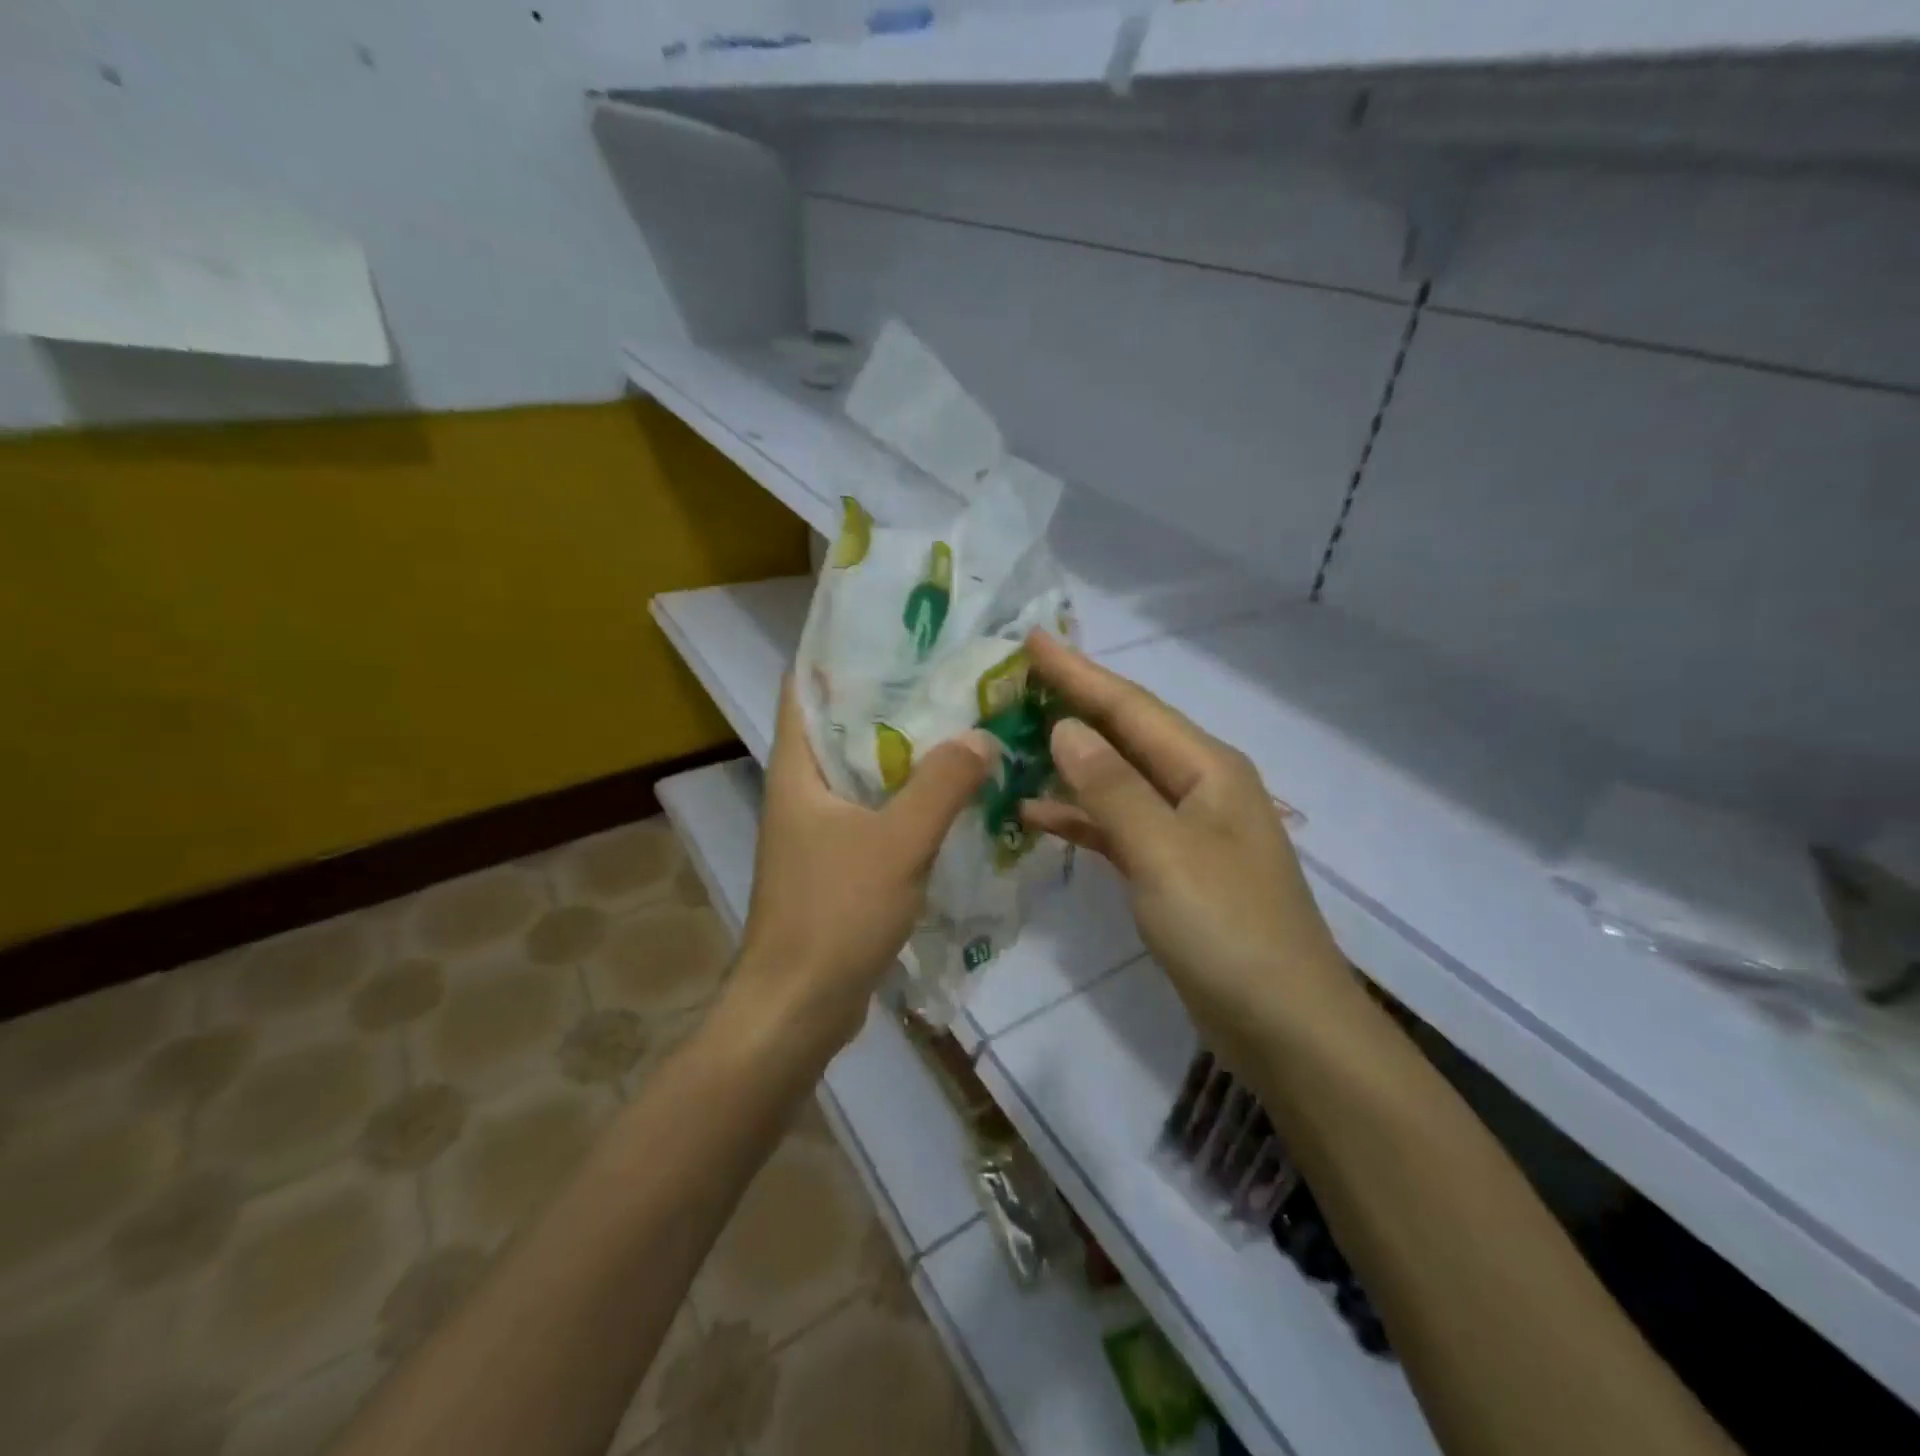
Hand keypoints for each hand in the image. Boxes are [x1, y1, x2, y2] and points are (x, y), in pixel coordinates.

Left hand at [734, 678, 993, 1053]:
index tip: (894, 632)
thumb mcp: (897, 842)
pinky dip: (906, 799)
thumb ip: (941, 785)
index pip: (804, 689)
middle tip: (947, 674)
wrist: (799, 1007)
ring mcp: (816, 830)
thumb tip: (981, 735)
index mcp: (796, 770)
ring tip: (958, 722)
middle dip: (889, 700)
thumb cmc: (834, 913)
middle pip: (842, 728)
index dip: (839, 654)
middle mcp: (800, 791)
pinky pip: (874, 813)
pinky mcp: (836, 864)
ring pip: (863, 773)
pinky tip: (951, 794)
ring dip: (904, 753)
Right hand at [1020, 631, 1352, 1056]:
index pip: (1131, 707)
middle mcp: (1199, 787)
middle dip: (1073, 705)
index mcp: (1207, 769)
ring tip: (1012, 740)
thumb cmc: (1228, 930)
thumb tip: (1066, 728)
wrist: (1285, 1027)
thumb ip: (1112, 788)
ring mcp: (1185, 831)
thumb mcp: (1164, 852)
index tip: (1031, 640)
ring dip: (1069, 762)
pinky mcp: (1171, 870)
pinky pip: (1117, 826)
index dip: (1078, 673)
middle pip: (1126, 734)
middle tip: (1015, 681)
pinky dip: (1080, 817)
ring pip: (1117, 779)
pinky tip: (1036, 813)